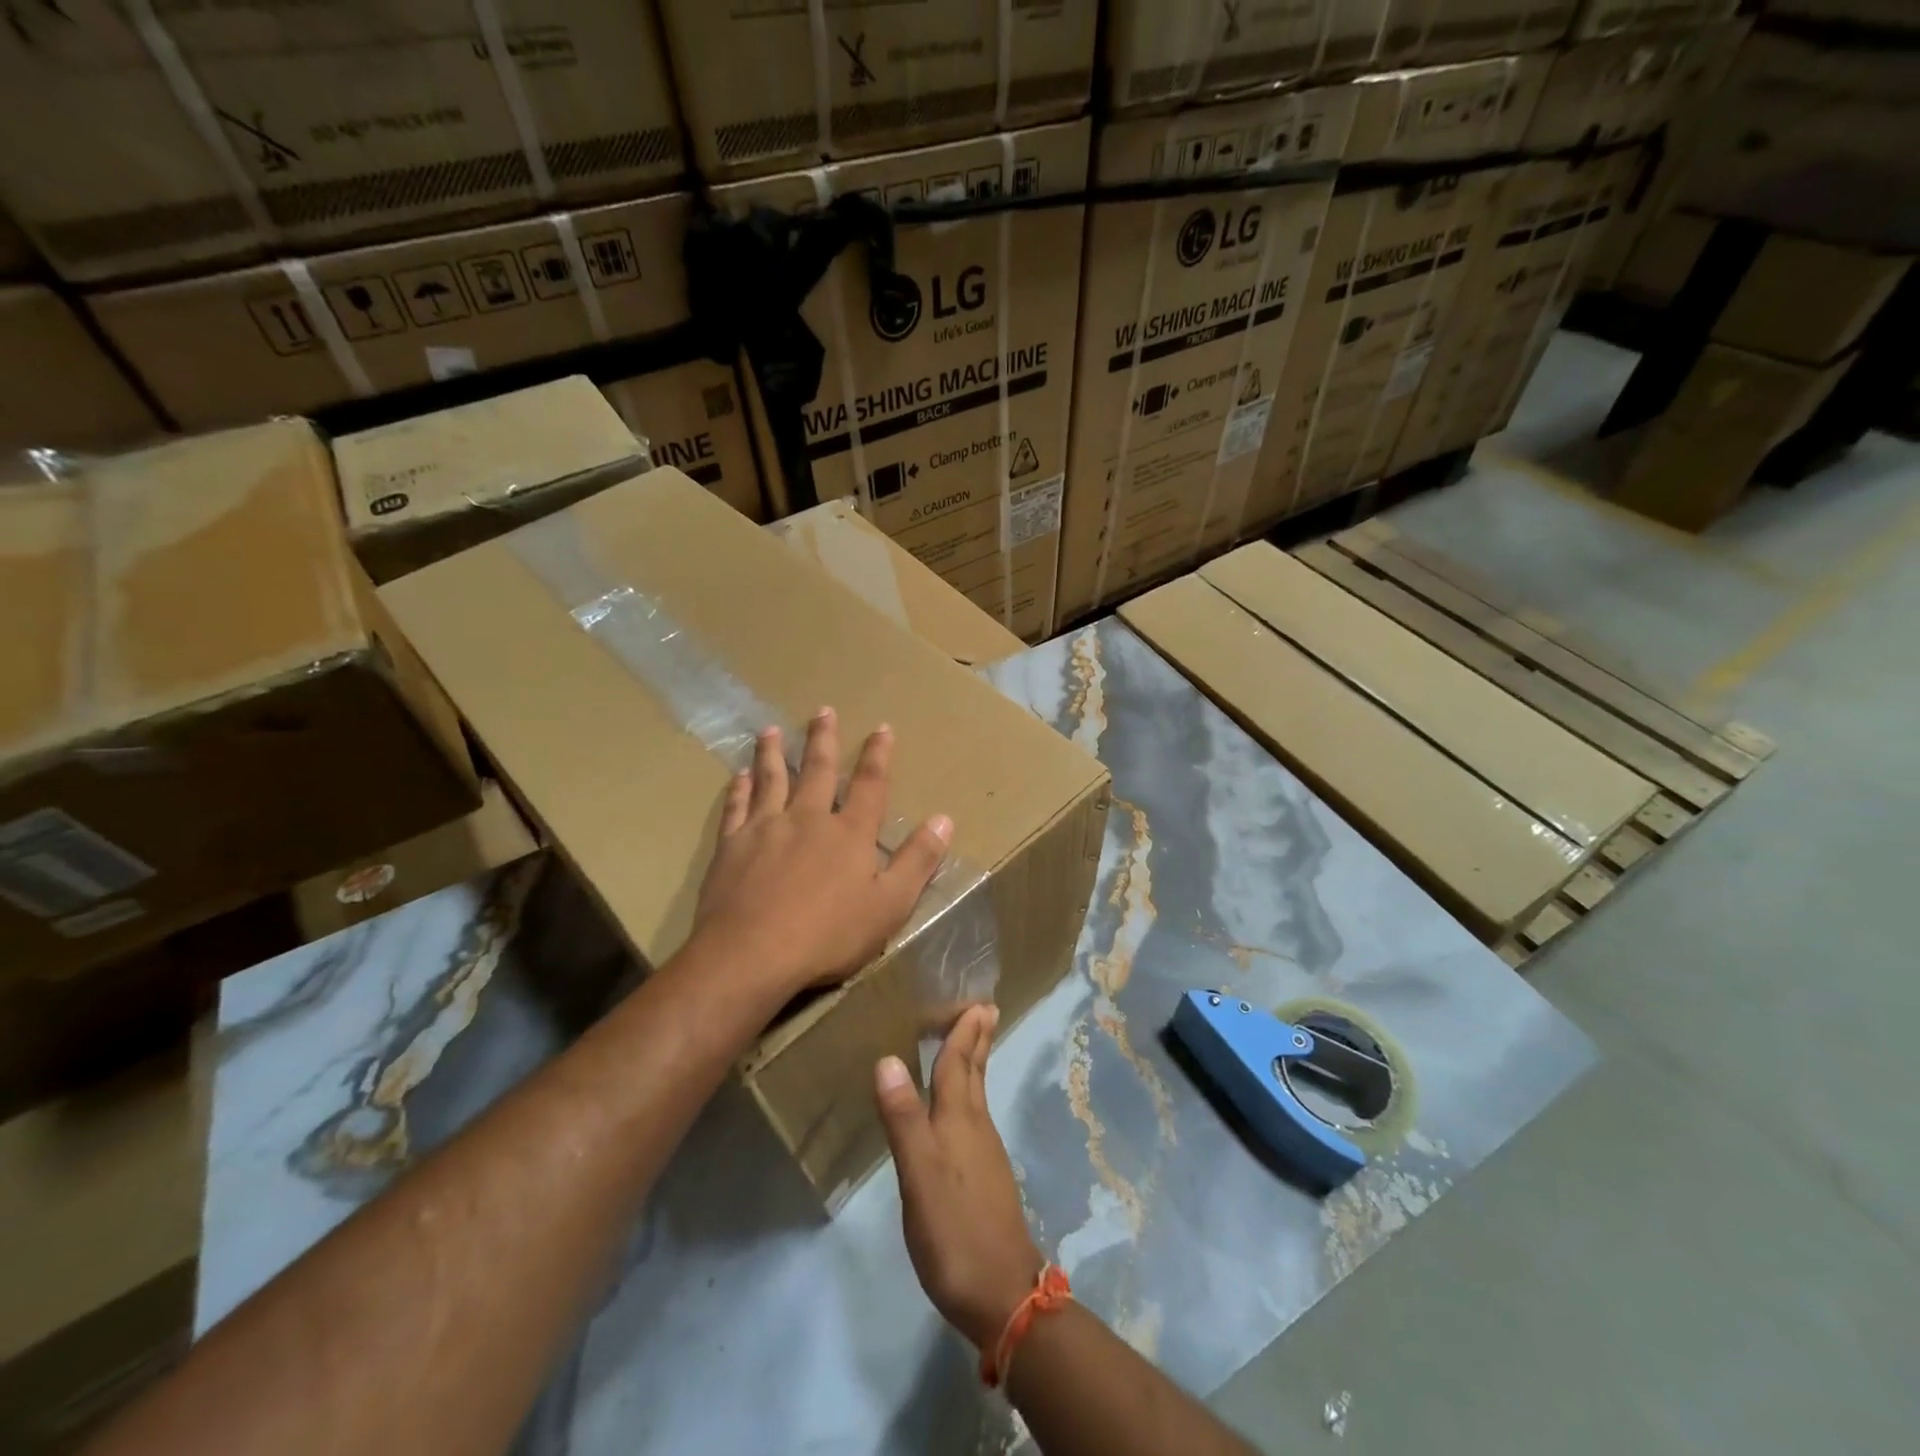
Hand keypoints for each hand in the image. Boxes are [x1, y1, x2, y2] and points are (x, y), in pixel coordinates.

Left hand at [693, 707, 952, 994]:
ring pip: (772, 780)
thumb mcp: (890, 904)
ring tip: (771, 730)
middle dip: (823, 740)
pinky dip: (739, 790)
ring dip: (773, 754)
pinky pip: (737, 808)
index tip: (881, 727)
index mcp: (850, 833)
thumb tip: (944, 819)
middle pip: (818, 771)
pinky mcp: (732, 847)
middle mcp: (808, 818)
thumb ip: (917, 860)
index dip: (878, 756)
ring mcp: (766, 829)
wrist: (752, 954)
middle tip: (822, 710)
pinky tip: (739, 777)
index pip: (870, 785)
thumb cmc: (829, 935)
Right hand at [876, 1005, 1044, 1350]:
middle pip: (976, 1073)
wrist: (1003, 1295)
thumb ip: (903, 1119)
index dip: (963, 1033)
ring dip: (975, 1063)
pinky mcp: (986, 1178)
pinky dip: (970, 1094)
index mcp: (959, 1121)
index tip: (975, 1001)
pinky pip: (976, 1116)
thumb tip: (887, 1058)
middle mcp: (976, 1128)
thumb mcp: (920, 1175)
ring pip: (978, 1094)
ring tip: (972, 1042)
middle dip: (977, 1040)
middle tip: (985, 1009)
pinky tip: (962, 1108)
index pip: (958, 1065)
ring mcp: (985, 1154)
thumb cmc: (955, 1231)